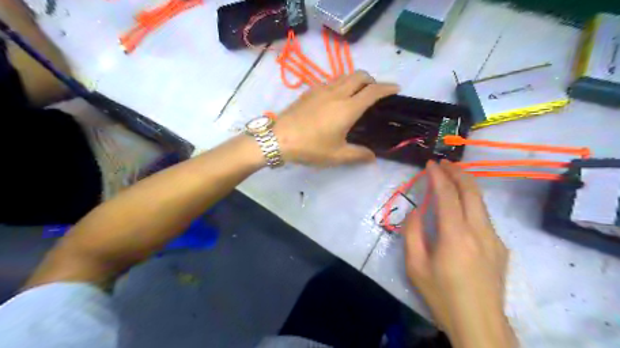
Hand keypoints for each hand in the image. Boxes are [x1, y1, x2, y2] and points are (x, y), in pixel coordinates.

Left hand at [273, 70, 399, 165]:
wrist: (279, 138)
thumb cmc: (310, 147)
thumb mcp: (337, 155)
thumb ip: (358, 155)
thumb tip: (372, 157)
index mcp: (348, 108)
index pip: (373, 91)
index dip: (387, 88)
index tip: (396, 88)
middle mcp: (337, 93)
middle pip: (360, 75)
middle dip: (372, 80)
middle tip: (375, 93)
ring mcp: (322, 89)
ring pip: (345, 75)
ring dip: (356, 79)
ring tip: (357, 93)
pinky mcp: (310, 90)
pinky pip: (332, 80)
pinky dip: (342, 82)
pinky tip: (336, 97)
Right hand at [402, 161, 513, 347]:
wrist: (479, 323)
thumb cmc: (441, 295)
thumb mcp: (415, 266)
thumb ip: (412, 233)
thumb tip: (417, 211)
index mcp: (455, 235)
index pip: (447, 195)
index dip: (438, 176)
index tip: (430, 164)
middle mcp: (479, 231)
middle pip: (471, 191)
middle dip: (457, 172)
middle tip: (444, 164)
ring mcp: (494, 239)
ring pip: (481, 202)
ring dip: (466, 185)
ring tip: (452, 178)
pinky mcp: (500, 247)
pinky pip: (484, 217)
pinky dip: (471, 203)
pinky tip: (461, 209)